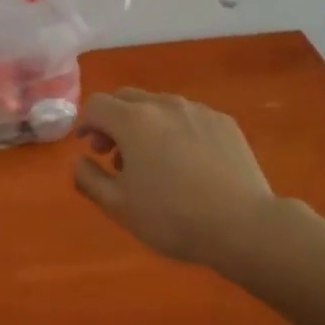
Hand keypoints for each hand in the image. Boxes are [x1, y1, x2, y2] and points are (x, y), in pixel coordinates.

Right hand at [74, 89, 296, 267]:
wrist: (245, 226)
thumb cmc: (174, 218)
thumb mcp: (119, 208)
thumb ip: (89, 179)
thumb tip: (79, 162)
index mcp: (133, 121)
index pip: (96, 105)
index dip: (85, 123)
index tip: (88, 147)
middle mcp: (163, 105)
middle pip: (126, 98)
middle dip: (113, 120)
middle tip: (114, 154)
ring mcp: (197, 110)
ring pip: (159, 106)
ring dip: (145, 125)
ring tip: (153, 161)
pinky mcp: (224, 122)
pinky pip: (189, 116)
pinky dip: (176, 130)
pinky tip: (187, 162)